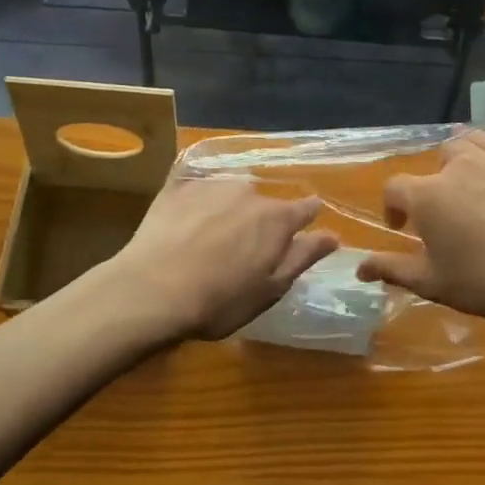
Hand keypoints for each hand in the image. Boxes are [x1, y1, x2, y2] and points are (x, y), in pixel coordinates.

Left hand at [112, 176, 337, 340]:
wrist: (151, 290)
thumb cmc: (219, 300)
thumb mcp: (270, 288)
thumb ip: (303, 256)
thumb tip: (333, 235)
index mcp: (277, 219)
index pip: (306, 208)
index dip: (307, 218)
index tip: (300, 232)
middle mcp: (250, 192)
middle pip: (264, 204)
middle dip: (259, 222)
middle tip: (240, 252)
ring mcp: (212, 184)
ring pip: (230, 194)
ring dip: (227, 211)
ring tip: (207, 240)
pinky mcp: (178, 185)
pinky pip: (195, 187)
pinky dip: (195, 202)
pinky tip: (182, 222)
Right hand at [356, 132, 484, 327]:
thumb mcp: (432, 282)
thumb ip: (392, 269)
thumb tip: (359, 268)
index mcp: (427, 196)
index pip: (395, 188)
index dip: (393, 208)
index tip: (404, 228)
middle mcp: (457, 167)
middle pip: (433, 163)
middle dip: (431, 184)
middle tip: (442, 213)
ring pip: (465, 145)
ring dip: (458, 162)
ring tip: (466, 186)